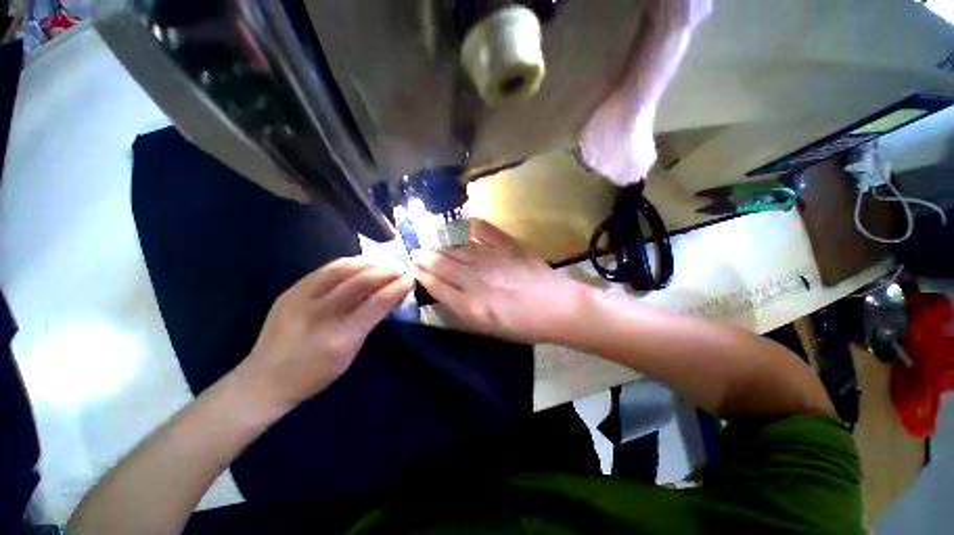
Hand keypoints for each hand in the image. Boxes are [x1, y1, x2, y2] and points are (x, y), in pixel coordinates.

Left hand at [236, 257, 413, 411]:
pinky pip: (324, 269)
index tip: (410, 278)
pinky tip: (361, 262)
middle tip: (401, 267)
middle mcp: (320, 315)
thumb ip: (369, 322)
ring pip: (341, 269)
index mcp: (339, 338)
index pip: (376, 303)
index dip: (397, 287)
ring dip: (369, 262)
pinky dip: (348, 263)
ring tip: (385, 261)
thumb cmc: (315, 375)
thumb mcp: (350, 354)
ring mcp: (300, 300)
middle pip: (360, 281)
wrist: (264, 379)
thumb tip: (389, 296)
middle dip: (386, 270)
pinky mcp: (290, 291)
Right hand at [412, 219, 590, 343]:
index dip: (423, 276)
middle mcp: (477, 281)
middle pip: (443, 264)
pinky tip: (460, 224)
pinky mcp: (509, 247)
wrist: (558, 308)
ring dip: (440, 243)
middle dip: (426, 257)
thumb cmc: (524, 325)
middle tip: (417, 251)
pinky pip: (485, 231)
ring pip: (458, 248)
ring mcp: (493, 260)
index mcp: (471, 306)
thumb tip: (445, 291)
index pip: (437, 287)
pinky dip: (470, 226)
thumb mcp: (489, 328)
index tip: (414, 268)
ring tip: (430, 240)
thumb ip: (464, 309)